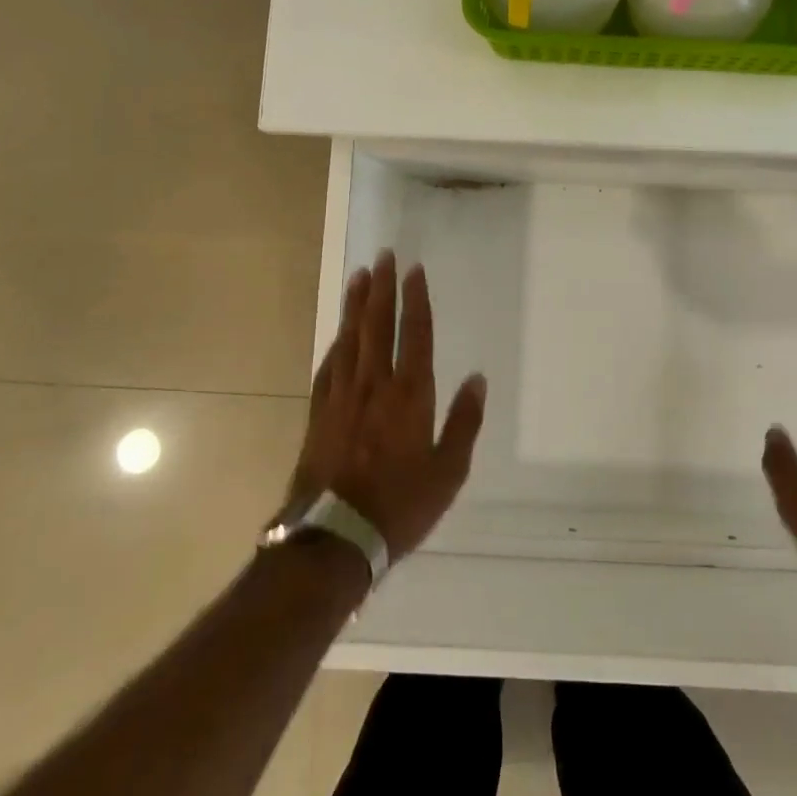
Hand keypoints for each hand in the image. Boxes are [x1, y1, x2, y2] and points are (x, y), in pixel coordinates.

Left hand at [285, 251, 486, 558]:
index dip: (415, 299)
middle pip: (377, 325)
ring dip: (356, 305)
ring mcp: (342, 397)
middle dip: (381, 288)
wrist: (333, 538)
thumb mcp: (449, 471)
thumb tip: (478, 380)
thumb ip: (464, 422)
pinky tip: (339, 333)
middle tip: (382, 257)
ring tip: (360, 277)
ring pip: (350, 338)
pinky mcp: (319, 413)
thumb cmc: (400, 505)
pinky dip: (336, 342)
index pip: (414, 334)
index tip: (414, 270)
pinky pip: (329, 366)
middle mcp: (374, 385)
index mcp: (409, 395)